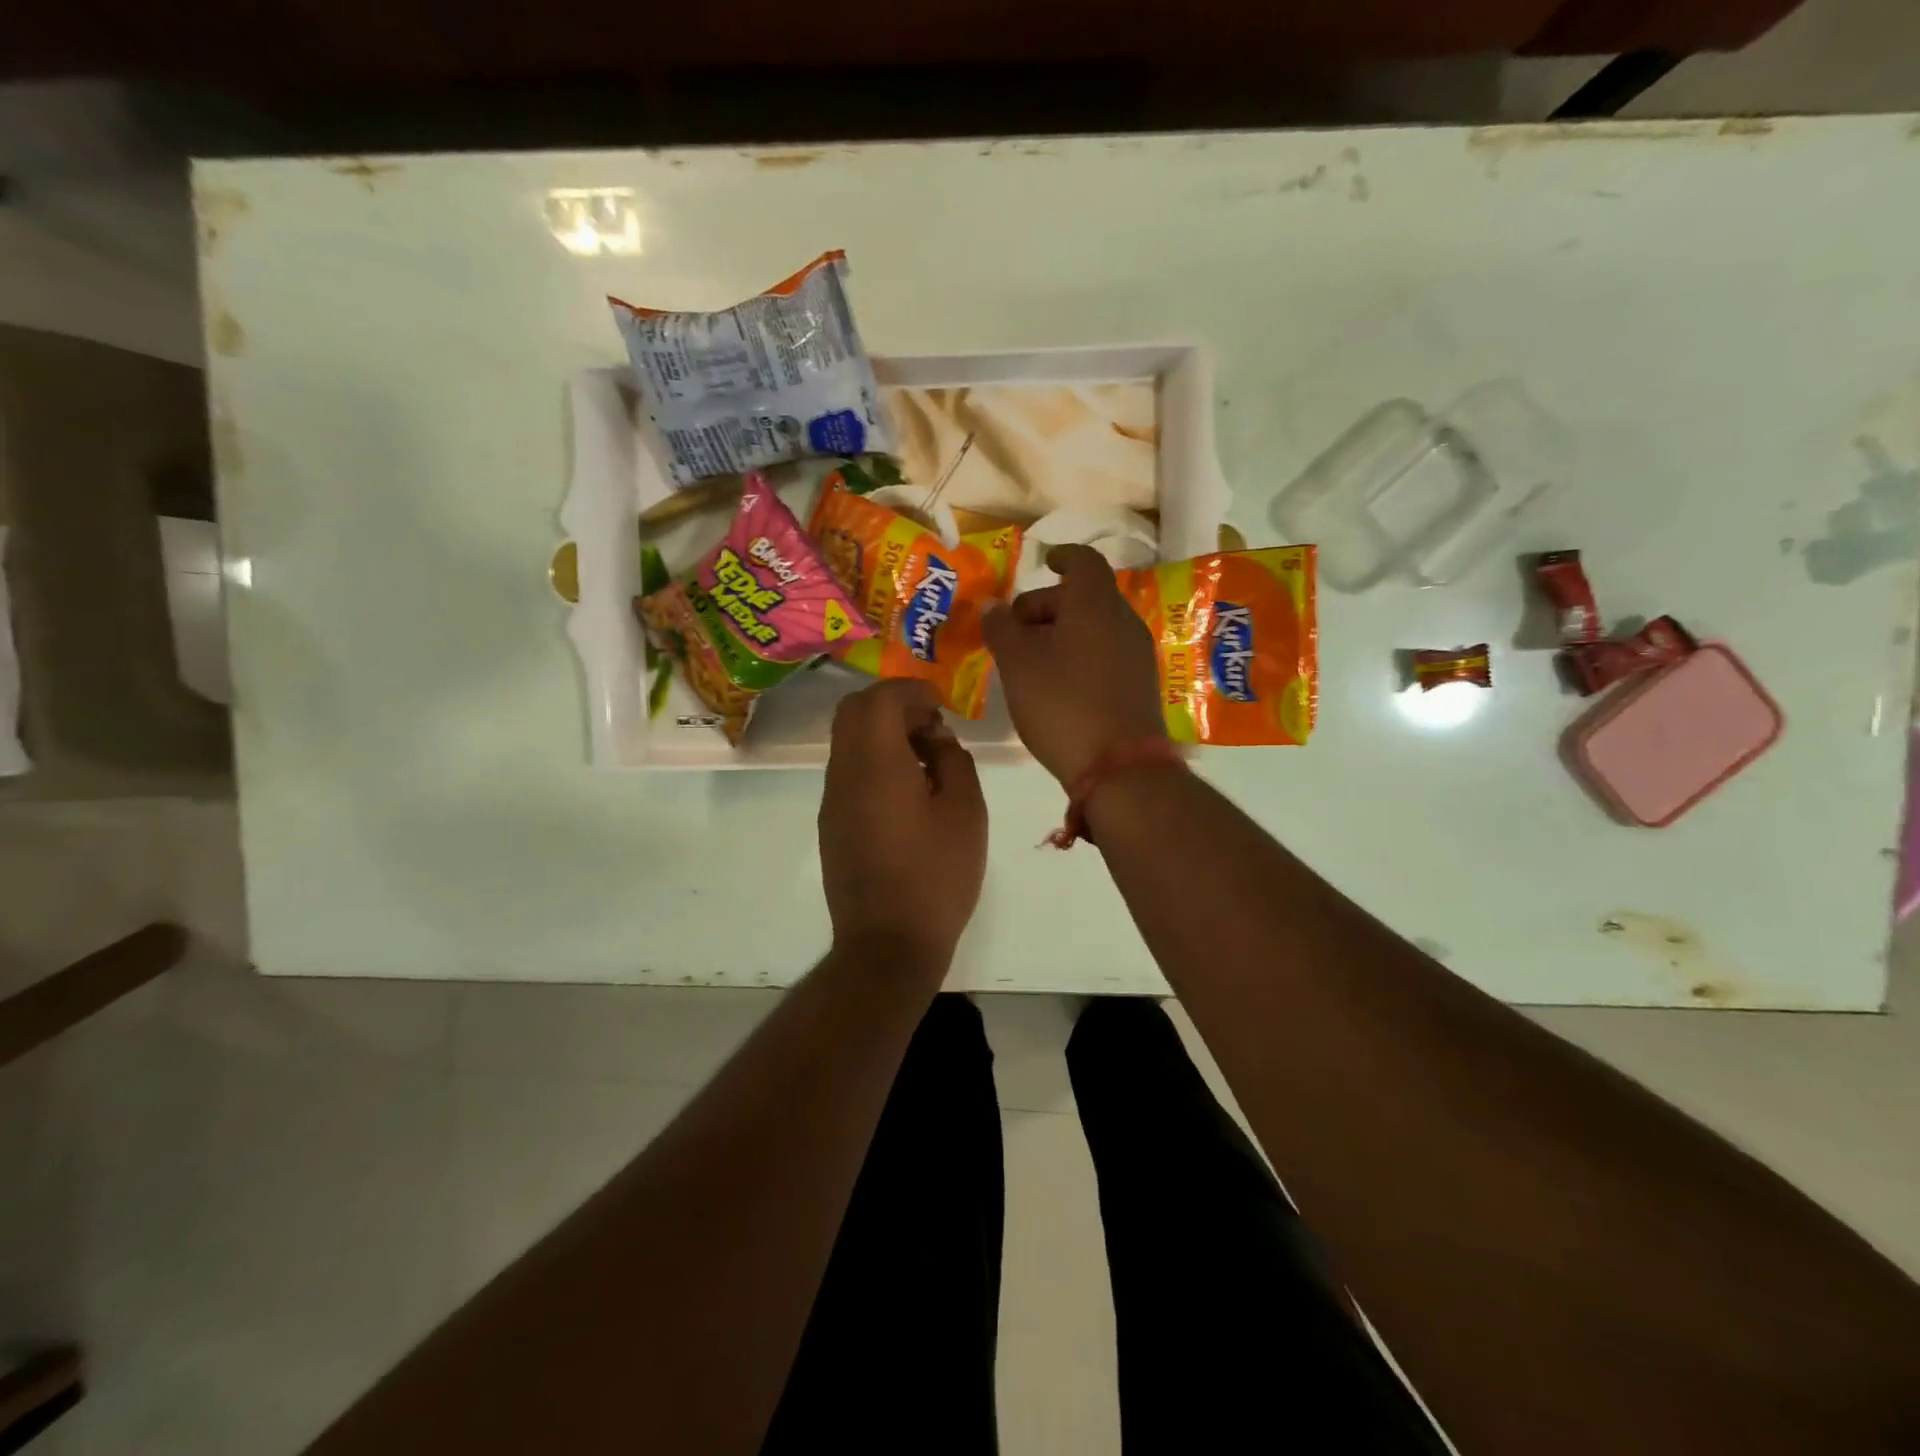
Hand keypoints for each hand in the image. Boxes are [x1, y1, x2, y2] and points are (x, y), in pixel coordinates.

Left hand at [819, 679, 987, 975]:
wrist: (887, 944)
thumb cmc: (936, 875)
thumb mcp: (965, 811)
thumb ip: (953, 760)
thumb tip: (936, 738)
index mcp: (875, 763)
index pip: (880, 698)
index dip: (912, 690)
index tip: (942, 705)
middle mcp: (843, 773)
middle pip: (853, 711)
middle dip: (893, 705)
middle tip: (931, 727)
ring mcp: (832, 800)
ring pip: (848, 741)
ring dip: (883, 734)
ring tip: (926, 760)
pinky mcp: (832, 824)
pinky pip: (849, 771)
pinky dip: (875, 761)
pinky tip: (908, 792)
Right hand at [983, 545, 1166, 784]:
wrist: (1120, 768)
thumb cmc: (1063, 705)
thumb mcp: (1018, 665)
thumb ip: (1001, 629)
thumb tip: (991, 604)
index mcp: (1096, 605)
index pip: (1084, 561)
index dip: (1062, 556)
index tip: (1044, 562)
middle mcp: (1123, 621)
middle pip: (1086, 596)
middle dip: (1047, 605)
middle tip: (1014, 630)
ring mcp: (1137, 655)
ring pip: (1096, 627)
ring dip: (1062, 633)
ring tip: (1030, 661)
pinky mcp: (1140, 685)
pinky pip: (1106, 653)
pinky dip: (1080, 654)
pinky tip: (1057, 684)